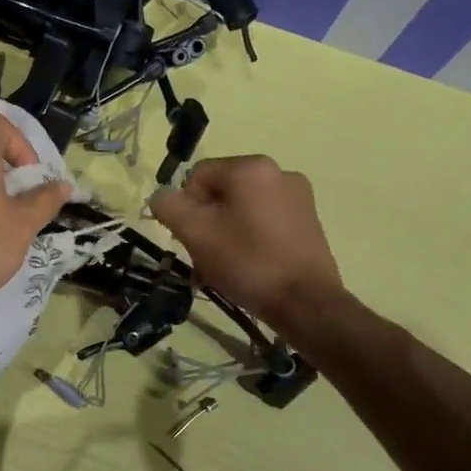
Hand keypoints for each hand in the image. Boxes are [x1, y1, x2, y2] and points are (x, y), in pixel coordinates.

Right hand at [149, 156, 344, 331]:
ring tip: (223, 267)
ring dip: (224, 233)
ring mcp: (298, 197)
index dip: (185, 207)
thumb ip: (168, 206)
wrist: (306, 303)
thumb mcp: (195, 233)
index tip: (189, 238)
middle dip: (205, 222)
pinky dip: (249, 238)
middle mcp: (279, 172)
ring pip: (242, 209)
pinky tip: (247, 266)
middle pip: (221, 192)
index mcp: (251, 167)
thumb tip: (162, 197)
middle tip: (203, 256)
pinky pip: (264, 221)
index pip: (198, 176)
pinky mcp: (309, 222)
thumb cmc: (247, 261)